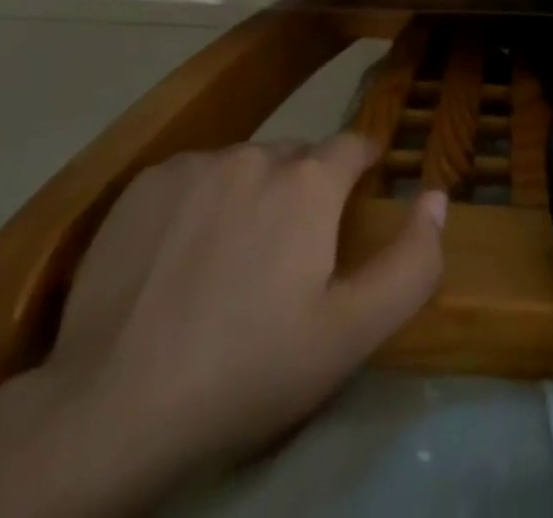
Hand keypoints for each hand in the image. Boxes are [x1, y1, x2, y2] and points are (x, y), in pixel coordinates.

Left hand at [0, 136, 445, 517]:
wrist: (115, 407)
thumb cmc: (248, 371)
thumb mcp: (350, 334)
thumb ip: (411, 262)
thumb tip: (438, 196)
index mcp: (308, 181)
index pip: (353, 146)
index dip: (363, 165)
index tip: (360, 191)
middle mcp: (255, 153)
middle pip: (297, 158)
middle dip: (304, 190)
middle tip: (290, 253)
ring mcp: (195, 164)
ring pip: (243, 166)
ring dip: (250, 196)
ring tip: (231, 260)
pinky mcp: (145, 183)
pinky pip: (193, 176)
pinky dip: (200, 202)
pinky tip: (180, 256)